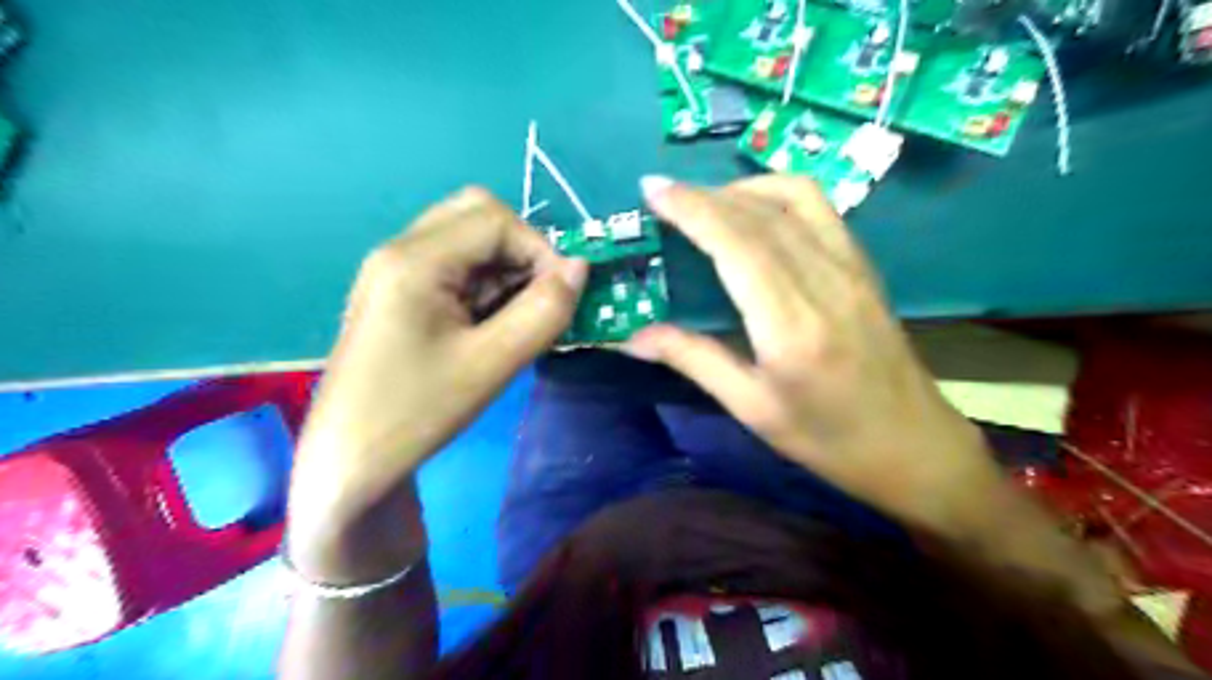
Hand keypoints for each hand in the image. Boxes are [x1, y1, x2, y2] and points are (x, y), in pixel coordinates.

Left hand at [286, 186, 584, 562]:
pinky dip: (485, 284)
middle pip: (476, 215)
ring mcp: (395, 270)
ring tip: (515, 319)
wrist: (350, 459)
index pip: (495, 219)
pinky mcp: (399, 293)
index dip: (540, 249)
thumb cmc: (416, 412)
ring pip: (467, 240)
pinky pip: (454, 266)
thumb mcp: (492, 364)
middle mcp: (400, 250)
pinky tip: (490, 325)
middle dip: (521, 251)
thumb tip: (580, 268)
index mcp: (415, 260)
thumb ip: (544, 312)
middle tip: (538, 298)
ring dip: (504, 269)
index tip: (562, 296)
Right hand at [629, 175, 998, 535]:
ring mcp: (851, 267)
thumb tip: (631, 336)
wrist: (914, 445)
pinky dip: (776, 195)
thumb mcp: (752, 408)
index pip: (737, 244)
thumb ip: (693, 359)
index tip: (652, 191)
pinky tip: (753, 214)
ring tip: (705, 204)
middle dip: (703, 194)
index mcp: (791, 326)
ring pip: (793, 198)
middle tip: (662, 194)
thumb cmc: (828, 439)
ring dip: (741, 189)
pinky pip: (818, 208)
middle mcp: (824, 282)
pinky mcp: (862, 265)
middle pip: (759, 214)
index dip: (692, 209)